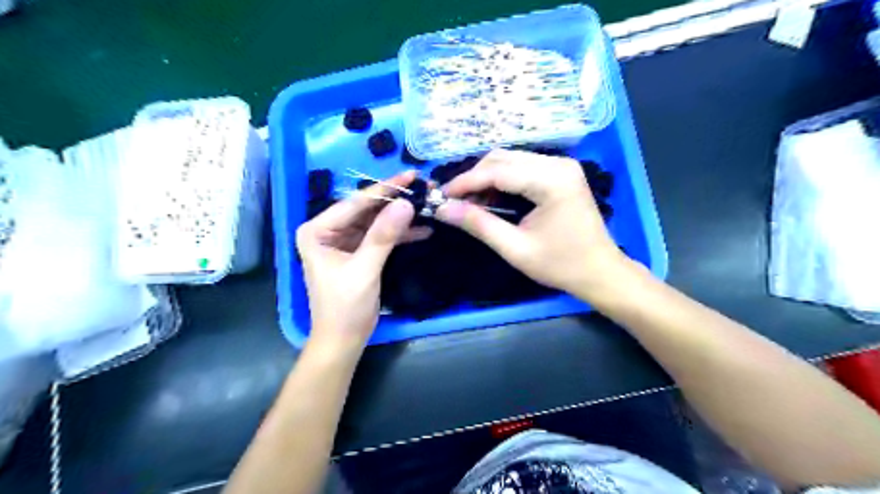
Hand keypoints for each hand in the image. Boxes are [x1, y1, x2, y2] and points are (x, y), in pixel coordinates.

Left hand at [298, 169, 431, 354]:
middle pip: (366, 210)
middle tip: (422, 188)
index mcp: (317, 230)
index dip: (384, 189)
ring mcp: (343, 242)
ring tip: (426, 206)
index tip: (410, 176)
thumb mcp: (364, 269)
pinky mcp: (358, 253)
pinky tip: (422, 229)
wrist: (343, 341)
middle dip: (394, 202)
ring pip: (375, 222)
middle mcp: (328, 231)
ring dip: (399, 217)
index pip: (354, 204)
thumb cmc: (345, 307)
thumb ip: (384, 236)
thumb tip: (407, 204)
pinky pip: (380, 237)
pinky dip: (400, 234)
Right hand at [435, 150, 629, 298]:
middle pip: (502, 158)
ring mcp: (561, 165)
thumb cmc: (561, 265)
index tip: (441, 196)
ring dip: (486, 178)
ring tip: (470, 202)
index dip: (465, 182)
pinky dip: (501, 180)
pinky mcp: (560, 172)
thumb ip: (479, 224)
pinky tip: (491, 198)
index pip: (497, 171)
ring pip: (510, 160)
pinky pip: (522, 167)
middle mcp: (558, 163)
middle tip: (454, 202)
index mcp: (551, 180)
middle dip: (474, 178)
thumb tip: (443, 209)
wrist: (600, 271)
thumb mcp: (515, 248)